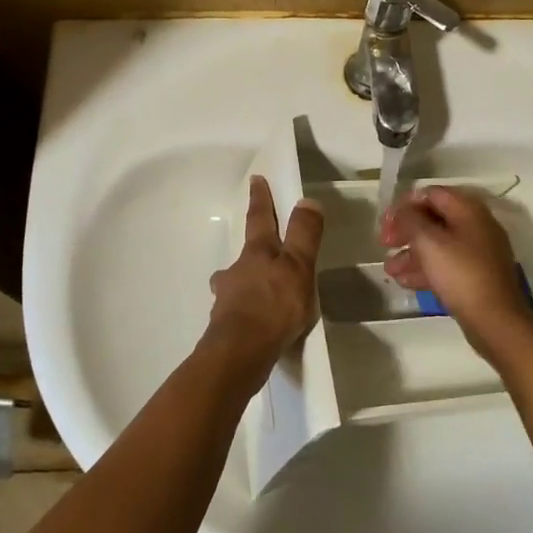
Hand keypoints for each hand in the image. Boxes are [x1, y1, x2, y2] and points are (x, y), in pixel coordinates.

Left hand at [204, 176, 323, 382]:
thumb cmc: (274, 305)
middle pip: (245, 253)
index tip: (255, 180)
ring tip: (258, 292)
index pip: (260, 218)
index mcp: (258, 253)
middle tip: (258, 249)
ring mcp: (227, 298)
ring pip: (236, 283)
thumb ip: (304, 235)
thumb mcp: (299, 267)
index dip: (260, 199)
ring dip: (245, 282)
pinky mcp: (226, 326)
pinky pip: (238, 311)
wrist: (241, 352)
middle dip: (252, 248)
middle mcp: (237, 271)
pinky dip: (246, 311)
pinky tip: (255, 323)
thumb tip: (307, 200)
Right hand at [380, 187, 530, 351]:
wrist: (495, 320)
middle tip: (384, 243)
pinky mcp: (476, 276)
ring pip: (438, 244)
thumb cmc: (460, 274)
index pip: (431, 194)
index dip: (405, 204)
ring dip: (411, 253)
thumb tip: (402, 210)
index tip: (386, 222)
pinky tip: (403, 281)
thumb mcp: (429, 242)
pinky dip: (425, 269)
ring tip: (389, 269)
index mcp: (469, 210)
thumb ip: (410, 220)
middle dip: (406, 230)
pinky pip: (446, 265)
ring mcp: (478, 253)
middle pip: (434, 219)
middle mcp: (476, 226)